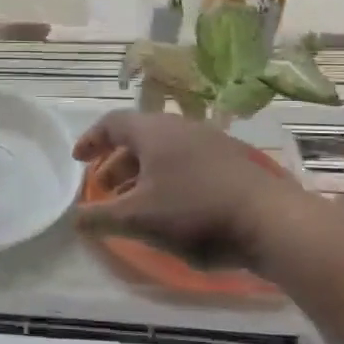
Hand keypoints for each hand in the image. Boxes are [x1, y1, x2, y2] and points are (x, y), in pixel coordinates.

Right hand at [73, 111, 306, 276]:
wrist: (271, 221)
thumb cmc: (194, 212)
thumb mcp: (138, 219)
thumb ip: (100, 217)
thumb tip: (73, 219)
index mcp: (153, 131)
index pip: (112, 123)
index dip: (90, 140)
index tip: (77, 160)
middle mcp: (181, 127)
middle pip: (139, 137)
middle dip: (116, 163)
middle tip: (105, 190)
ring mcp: (211, 141)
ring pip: (165, 151)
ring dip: (143, 173)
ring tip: (136, 203)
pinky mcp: (233, 161)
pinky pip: (188, 161)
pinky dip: (169, 178)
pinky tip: (174, 208)